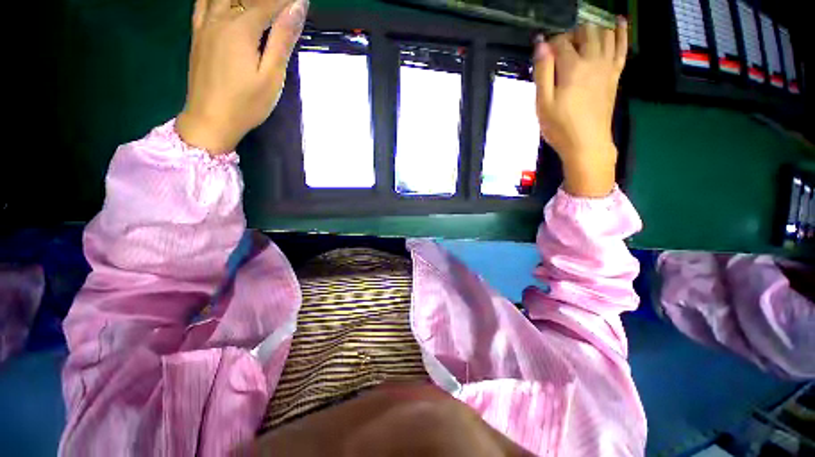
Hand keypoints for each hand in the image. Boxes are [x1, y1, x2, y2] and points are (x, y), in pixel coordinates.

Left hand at [177, 0, 308, 153]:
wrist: (210, 120)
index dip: (287, 1)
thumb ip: (282, 39)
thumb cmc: (246, 103)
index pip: (269, 3)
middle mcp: (220, 18)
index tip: (302, 1)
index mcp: (240, 27)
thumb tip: (297, 6)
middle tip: (283, 5)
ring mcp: (205, 24)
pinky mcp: (197, 34)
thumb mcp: (271, 75)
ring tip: (260, 4)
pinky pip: (203, 2)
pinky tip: (227, 1)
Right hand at [533, 19, 627, 196]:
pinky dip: (621, 31)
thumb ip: (542, 73)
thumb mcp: (542, 104)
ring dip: (592, 29)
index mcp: (572, 68)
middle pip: (584, 32)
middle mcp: (593, 60)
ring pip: (605, 33)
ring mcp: (608, 66)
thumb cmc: (560, 127)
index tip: (543, 57)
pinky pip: (622, 46)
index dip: (549, 45)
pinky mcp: (615, 74)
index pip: (560, 42)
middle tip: (560, 51)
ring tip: (581, 38)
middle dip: (570, 35)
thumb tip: (541, 45)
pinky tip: (618, 22)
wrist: (587, 144)